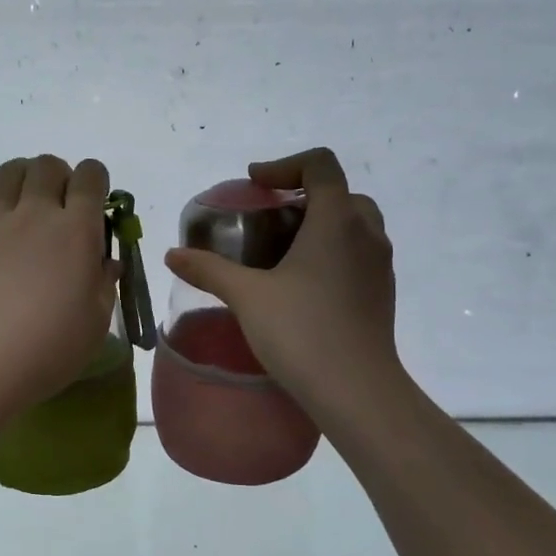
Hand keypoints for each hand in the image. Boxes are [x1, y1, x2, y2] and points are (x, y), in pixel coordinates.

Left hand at [0, 155, 117, 415]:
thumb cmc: (50, 349)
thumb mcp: (96, 322)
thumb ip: (104, 283)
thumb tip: (107, 261)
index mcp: (76, 232)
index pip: (90, 177)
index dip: (94, 179)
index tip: (94, 199)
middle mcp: (34, 215)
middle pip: (46, 166)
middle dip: (57, 174)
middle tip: (57, 201)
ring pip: (5, 174)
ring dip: (19, 175)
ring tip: (21, 195)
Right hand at [164, 148, 404, 415]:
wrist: (357, 391)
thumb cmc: (301, 332)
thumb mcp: (246, 296)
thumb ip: (209, 269)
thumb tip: (172, 254)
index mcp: (336, 219)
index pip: (320, 164)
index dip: (284, 165)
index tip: (254, 185)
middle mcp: (366, 233)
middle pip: (339, 192)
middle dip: (302, 195)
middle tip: (268, 218)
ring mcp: (380, 264)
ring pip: (354, 224)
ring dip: (319, 224)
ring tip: (282, 252)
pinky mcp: (383, 292)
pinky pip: (358, 253)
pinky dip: (332, 251)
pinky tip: (302, 286)